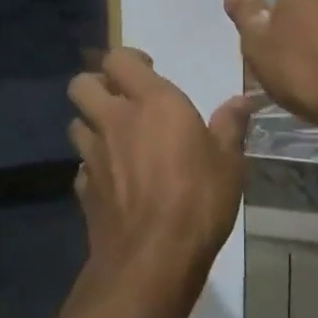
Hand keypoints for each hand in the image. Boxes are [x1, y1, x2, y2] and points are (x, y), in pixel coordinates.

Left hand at [68, 49, 252, 298]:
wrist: (152, 259)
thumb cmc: (198, 199)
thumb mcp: (228, 162)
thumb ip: (230, 125)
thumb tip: (243, 100)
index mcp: (152, 102)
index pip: (119, 58)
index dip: (129, 59)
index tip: (148, 68)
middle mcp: (115, 120)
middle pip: (82, 84)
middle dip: (96, 84)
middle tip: (121, 98)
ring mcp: (93, 155)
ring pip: (75, 123)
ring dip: (91, 123)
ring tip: (114, 137)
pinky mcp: (83, 189)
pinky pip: (80, 165)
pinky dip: (92, 165)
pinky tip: (111, 179)